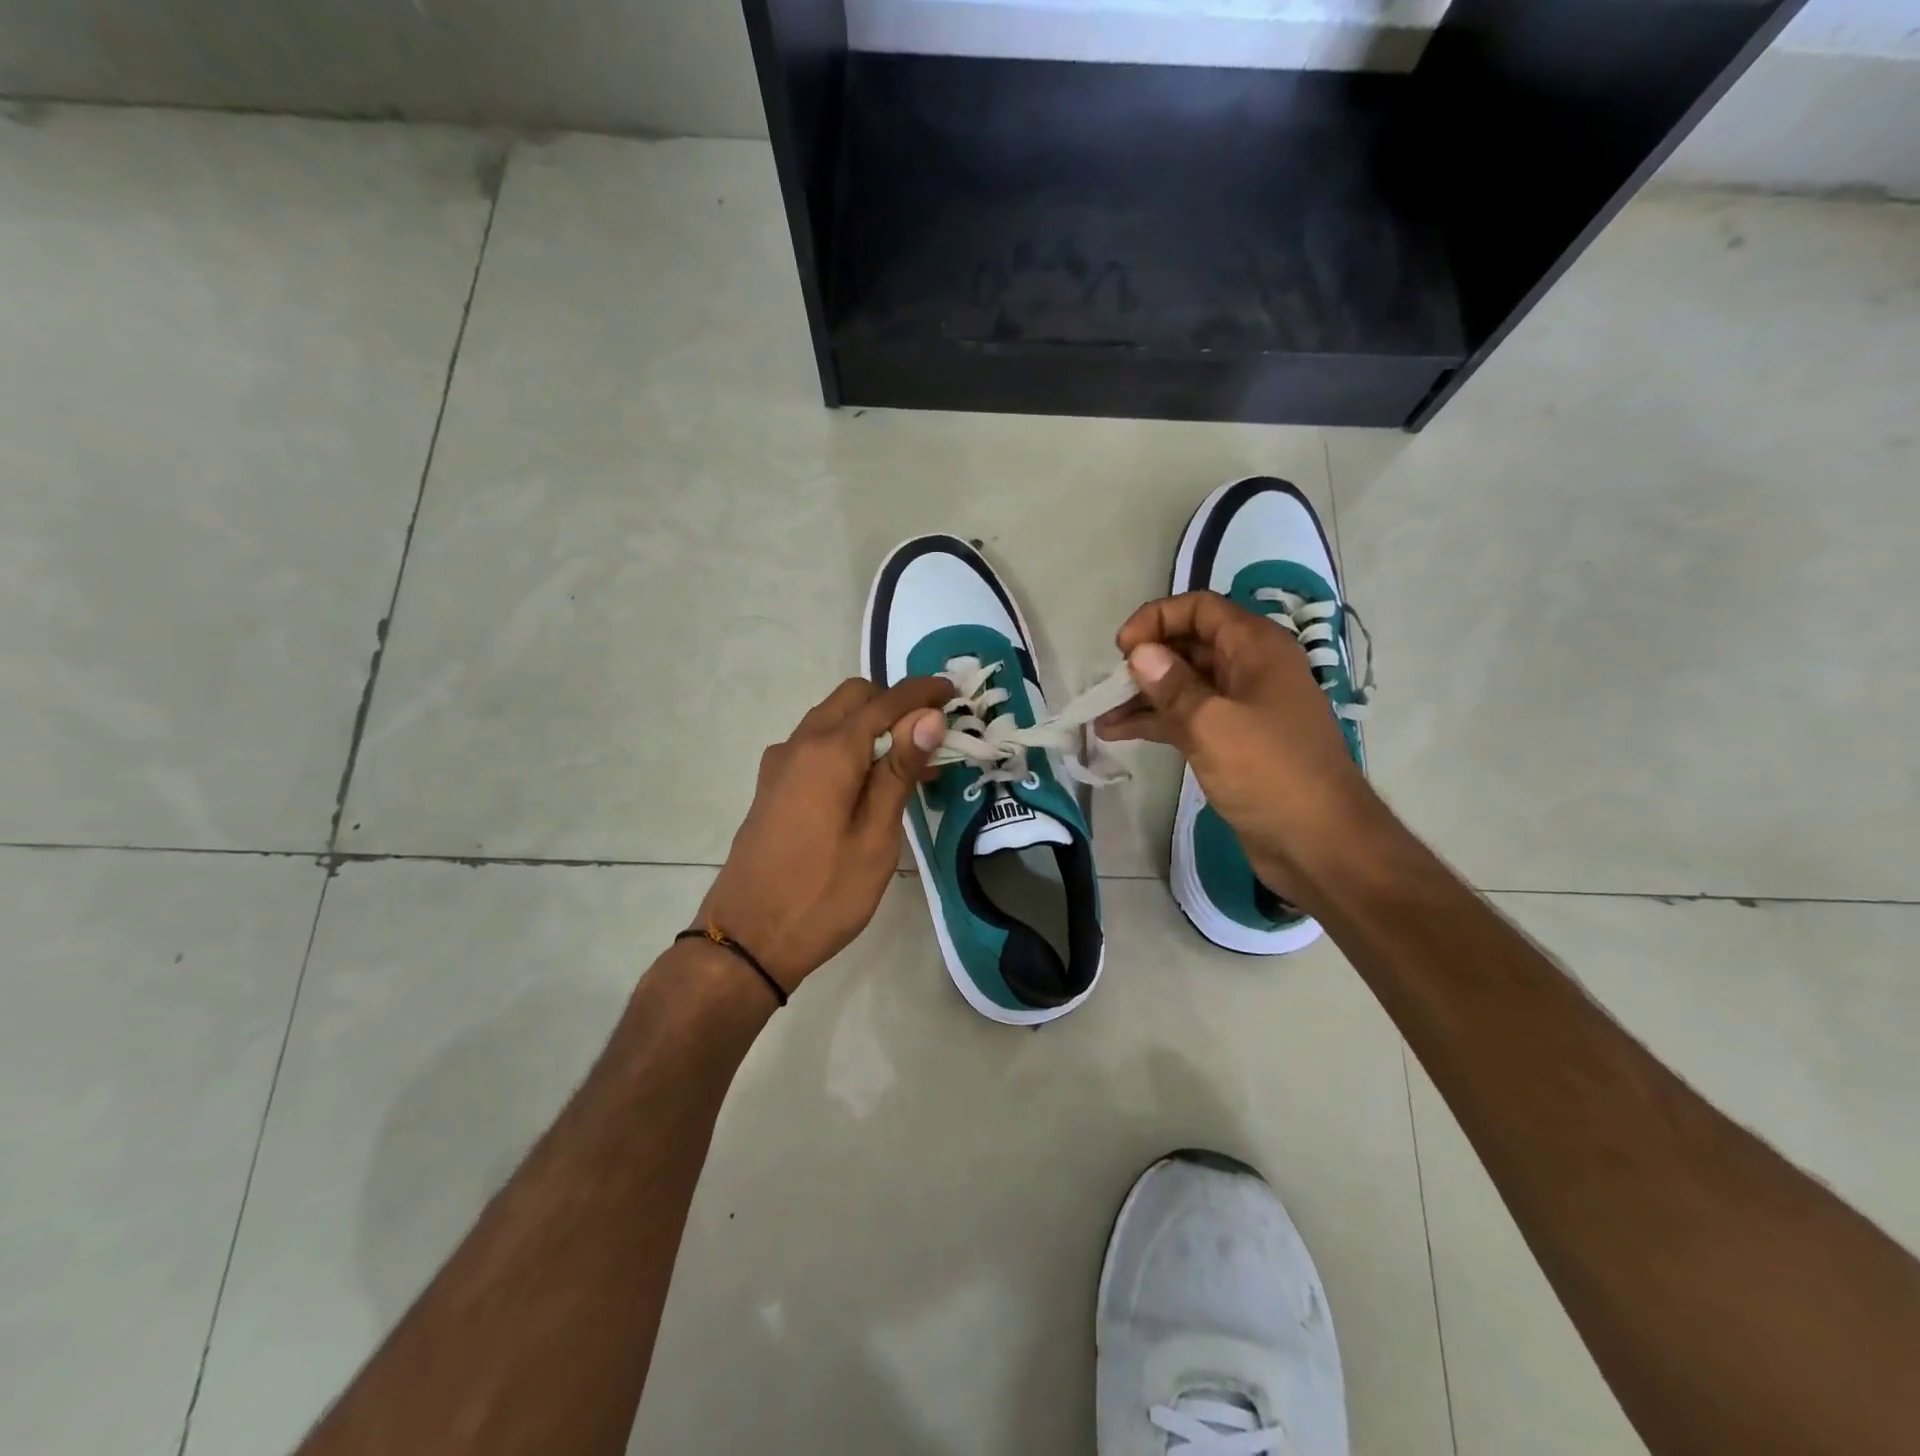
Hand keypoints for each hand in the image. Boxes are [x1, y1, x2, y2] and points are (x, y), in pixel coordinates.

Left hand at [698, 676, 950, 992]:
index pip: (884, 701)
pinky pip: (816, 745)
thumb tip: (928, 716)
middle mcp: (799, 744)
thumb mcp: (875, 838)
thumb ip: (899, 772)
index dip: (921, 692)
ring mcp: (780, 765)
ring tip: (909, 762)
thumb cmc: (823, 894)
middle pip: (853, 698)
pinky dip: (848, 745)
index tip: (952, 690)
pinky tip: (868, 781)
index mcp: (829, 752)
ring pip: (832, 719)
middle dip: (894, 703)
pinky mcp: (772, 786)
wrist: (746, 939)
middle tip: (932, 734)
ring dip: (871, 724)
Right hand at [1098, 591, 1380, 896]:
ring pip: (1184, 685)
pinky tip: (1116, 733)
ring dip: (1143, 695)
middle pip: (1189, 645)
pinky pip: (1187, 718)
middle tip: (1108, 685)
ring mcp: (1241, 707)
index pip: (1201, 609)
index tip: (1122, 648)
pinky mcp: (1232, 742)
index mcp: (1256, 649)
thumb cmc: (1271, 773)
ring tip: (1100, 713)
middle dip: (1145, 659)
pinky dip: (1154, 722)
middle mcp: (1249, 669)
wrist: (1319, 843)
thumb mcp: (1214, 724)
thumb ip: (1173, 684)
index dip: (1157, 619)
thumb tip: (1140, 653)